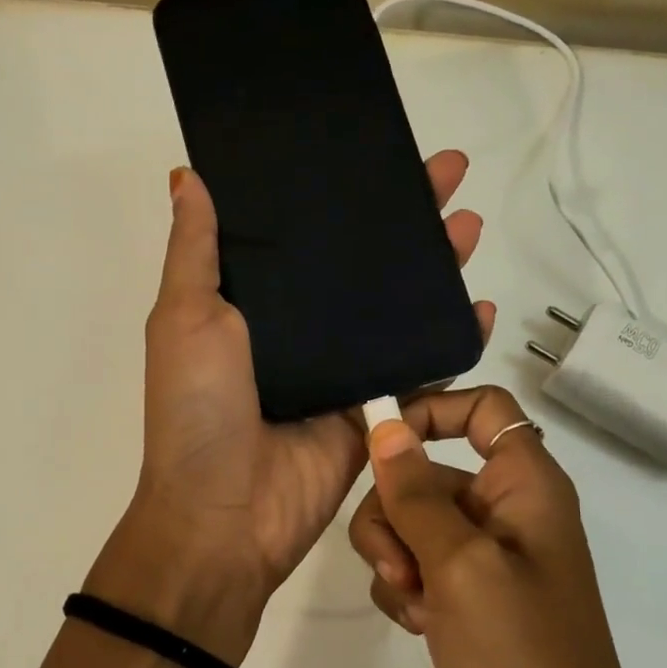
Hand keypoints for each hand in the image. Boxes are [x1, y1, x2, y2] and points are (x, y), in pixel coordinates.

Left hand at [88, 157, 494, 664]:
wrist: (224, 517)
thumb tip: (188, 174)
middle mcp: (301, 329)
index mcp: (254, 302)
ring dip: (436, 267)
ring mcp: (342, 370)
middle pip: (361, 263)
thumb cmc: (198, 410)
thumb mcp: (185, 318)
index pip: (304, 233)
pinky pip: (420, 369)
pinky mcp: (374, 411)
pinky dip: (452, 340)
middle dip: (404, 218)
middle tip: (448, 172)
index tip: (373, 150)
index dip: (338, 192)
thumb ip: (197, 250)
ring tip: (469, 224)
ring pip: (397, 307)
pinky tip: (481, 306)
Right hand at [347, 387, 666, 667]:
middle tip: (400, 563)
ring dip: (396, 558)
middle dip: (396, 510)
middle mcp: (509, 513)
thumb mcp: (461, 564)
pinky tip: (422, 629)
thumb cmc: (521, 659)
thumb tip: (384, 423)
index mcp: (527, 485)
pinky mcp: (470, 604)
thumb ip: (416, 491)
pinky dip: (408, 592)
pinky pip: (418, 569)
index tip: (379, 440)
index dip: (431, 410)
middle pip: (430, 470)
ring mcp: (488, 562)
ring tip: (418, 606)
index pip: (483, 408)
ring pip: (413, 523)